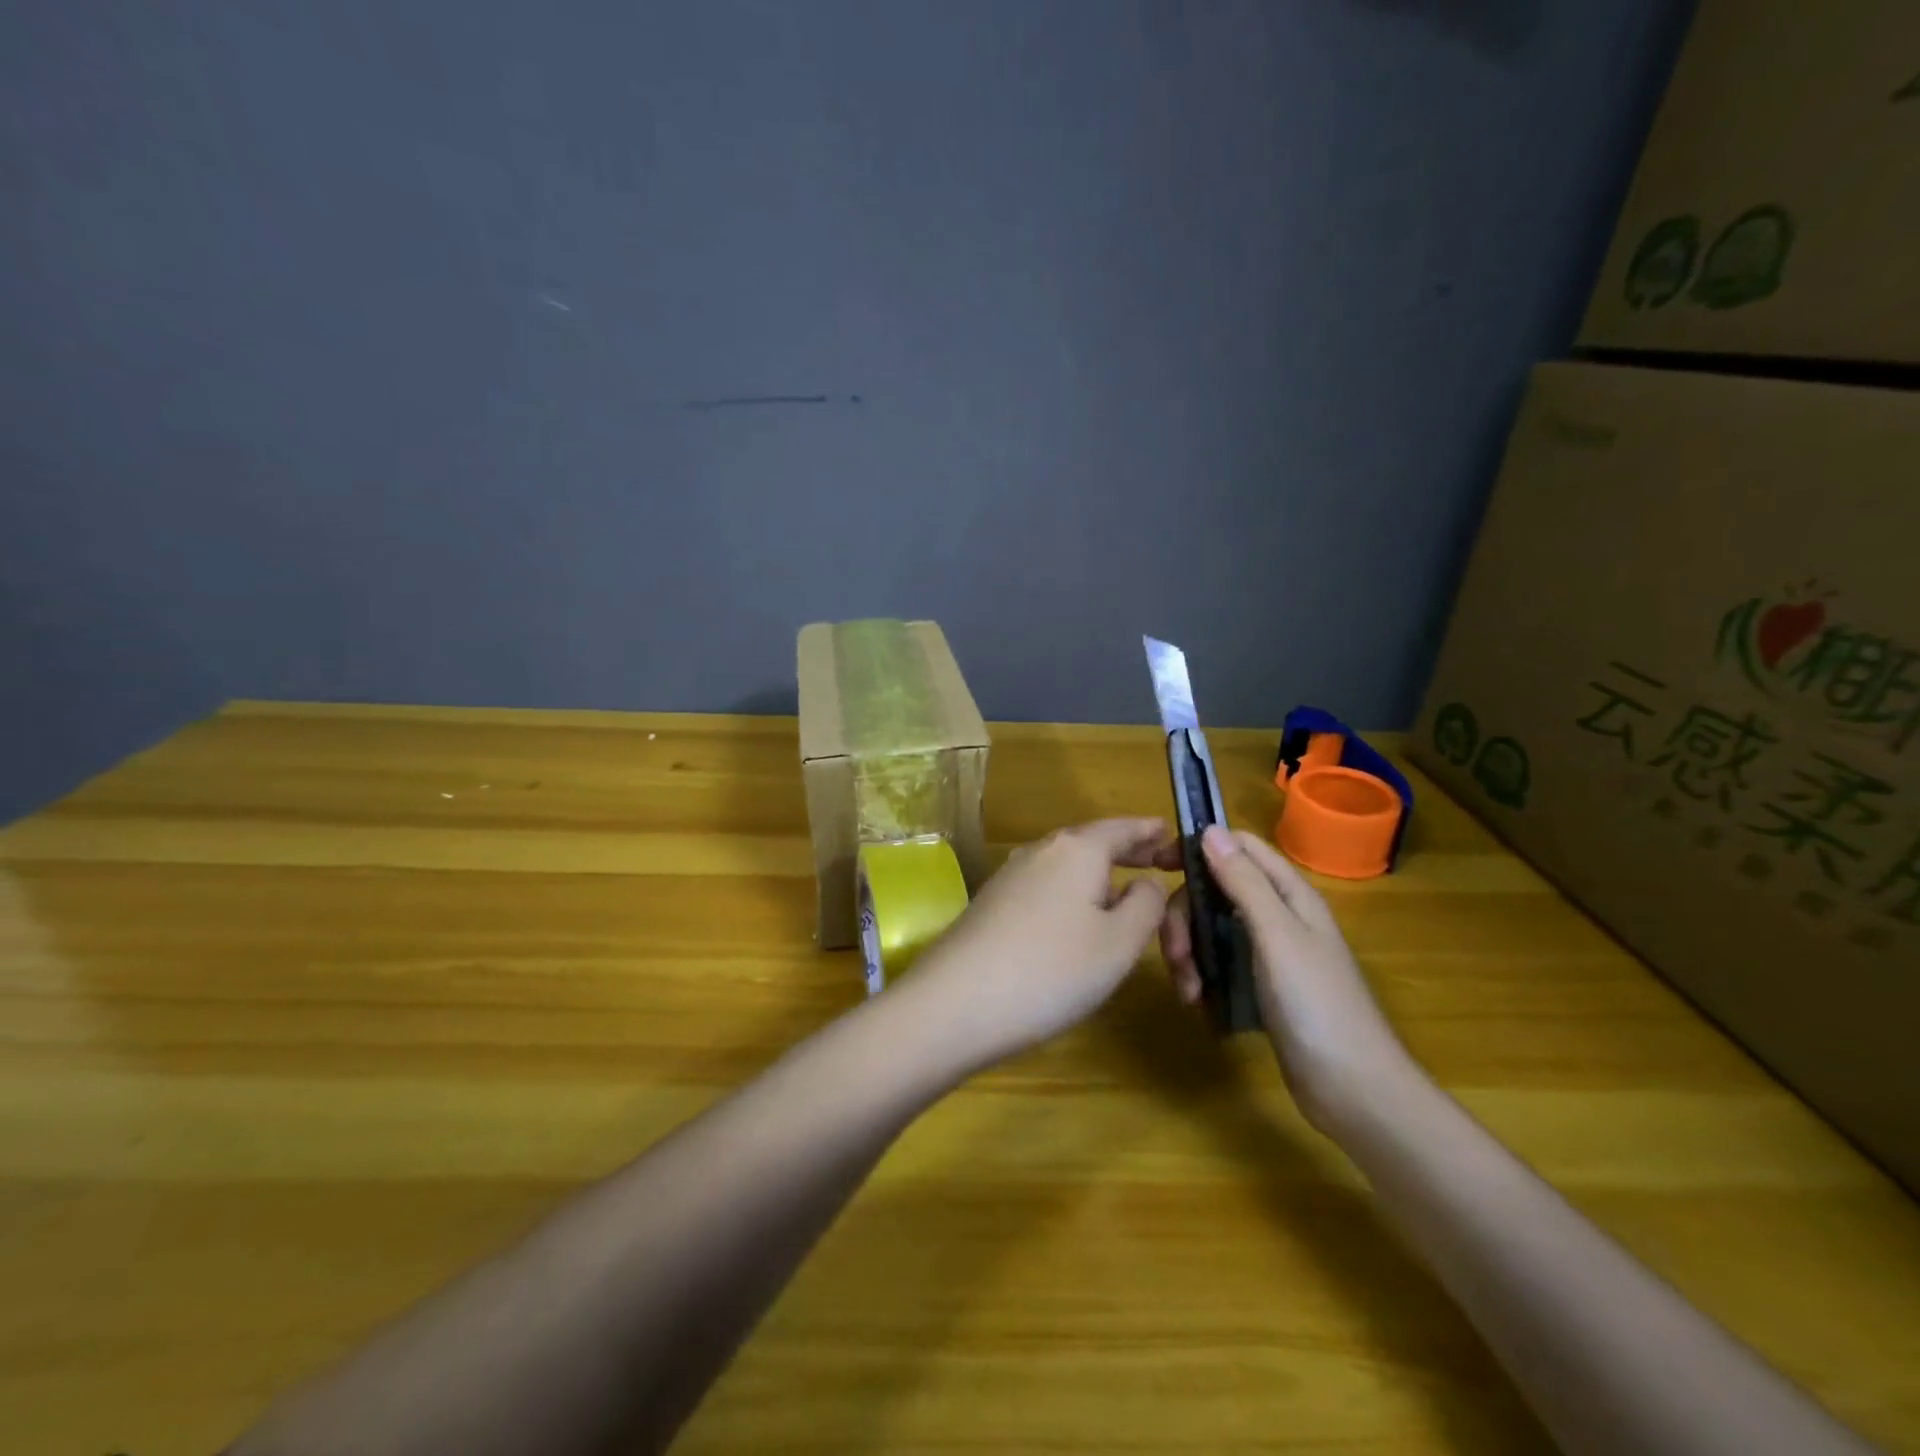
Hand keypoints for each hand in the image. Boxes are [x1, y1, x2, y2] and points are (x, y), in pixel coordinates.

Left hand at [905, 818, 1174, 1068]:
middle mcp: (1041, 851)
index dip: (1151, 831)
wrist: (956, 1002)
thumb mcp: (1119, 942)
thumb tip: (1147, 880)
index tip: (1173, 834)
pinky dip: (1072, 894)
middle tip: (1159, 863)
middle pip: (1092, 843)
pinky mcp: (992, 905)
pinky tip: (1077, 922)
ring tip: (1124, 894)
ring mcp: (1010, 877)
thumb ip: (1145, 904)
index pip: (1123, 828)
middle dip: (1127, 853)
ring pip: (1067, 866)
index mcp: (1077, 849)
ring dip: (1098, 876)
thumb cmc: (1053, 968)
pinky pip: (1045, 888)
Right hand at [1160, 826, 1415, 1131]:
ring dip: (1189, 950)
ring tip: (1187, 989)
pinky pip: (1218, 963)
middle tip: (1176, 953)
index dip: (1198, 847)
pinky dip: (1201, 976)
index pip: (1239, 847)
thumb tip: (1210, 829)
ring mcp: (1269, 953)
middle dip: (1185, 915)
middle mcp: (1278, 915)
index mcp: (1289, 894)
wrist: (1353, 1091)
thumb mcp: (1277, 935)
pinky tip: (1197, 1001)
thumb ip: (1244, 882)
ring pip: (1211, 928)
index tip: (1156, 866)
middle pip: (1215, 891)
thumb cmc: (1317, 1005)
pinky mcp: (1260, 986)